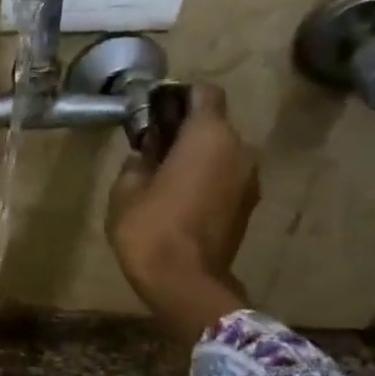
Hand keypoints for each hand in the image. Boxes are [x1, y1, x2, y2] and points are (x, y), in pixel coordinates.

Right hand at [106, 83, 258, 344]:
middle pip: (214, 124)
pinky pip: (226, 176)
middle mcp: (239, 149)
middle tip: (151, 145)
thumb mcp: (125, 190)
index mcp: (209, 137)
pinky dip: (206, 177)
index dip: (178, 96)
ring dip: (196, 156)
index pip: (203, 93)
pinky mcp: (248, 204)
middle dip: (184, 129)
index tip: (153, 109)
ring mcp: (249, 178)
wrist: (185, 281)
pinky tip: (180, 196)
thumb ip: (137, 162)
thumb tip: (146, 155)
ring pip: (221, 152)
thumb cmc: (149, 228)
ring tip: (164, 175)